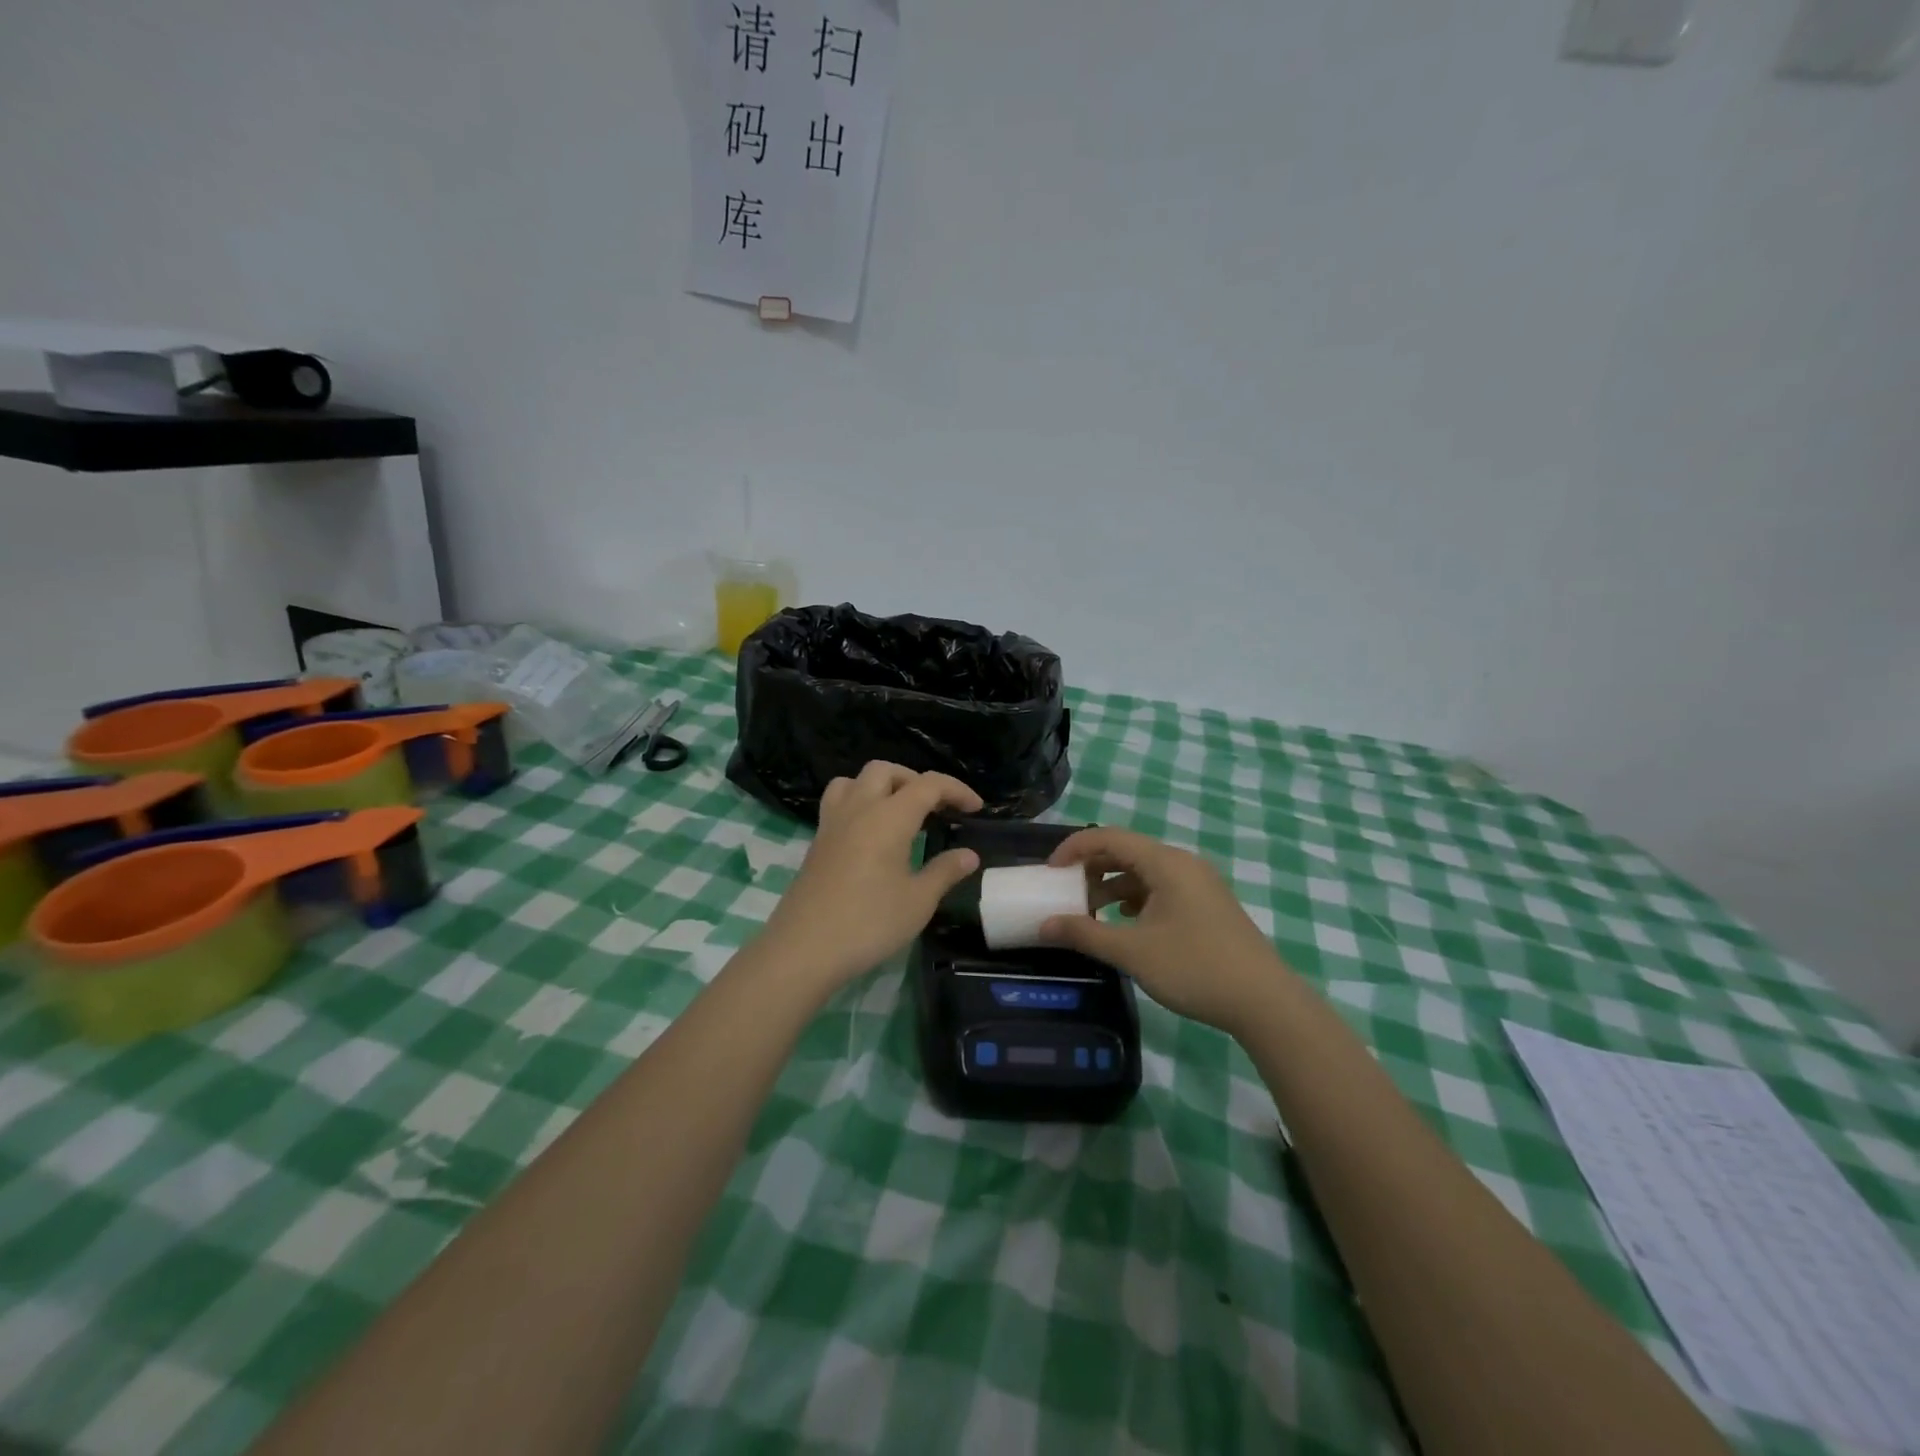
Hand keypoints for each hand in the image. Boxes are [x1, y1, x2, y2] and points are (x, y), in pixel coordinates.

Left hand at [760, 762, 983, 992]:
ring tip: (899, 812)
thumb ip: (945, 871)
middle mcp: (858, 809)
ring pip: (855, 781)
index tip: (976, 808)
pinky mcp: (816, 842)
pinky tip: (871, 835)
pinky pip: (838, 802)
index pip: (928, 785)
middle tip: (936, 808)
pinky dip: (860, 803)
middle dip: (915, 780)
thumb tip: (968, 854)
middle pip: (886, 771)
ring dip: (881, 786)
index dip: (956, 790)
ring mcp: (832, 824)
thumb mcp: (918, 901)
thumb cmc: (869, 923)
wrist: (803, 949)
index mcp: (889, 817)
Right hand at [1038, 827, 1288, 1034]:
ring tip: (1090, 912)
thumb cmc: (1194, 968)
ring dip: (1113, 885)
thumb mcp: (1132, 952)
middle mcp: (1183, 863)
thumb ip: (1085, 934)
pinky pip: (1161, 888)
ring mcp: (1199, 884)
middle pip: (1127, 851)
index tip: (1050, 872)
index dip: (1074, 848)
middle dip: (1091, 868)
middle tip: (1065, 891)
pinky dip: (1136, 898)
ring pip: (1144, 871)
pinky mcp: (1207, 904)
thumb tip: (1044, 926)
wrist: (1264, 1001)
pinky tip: (1126, 922)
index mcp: (1165, 862)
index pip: (1109, 837)